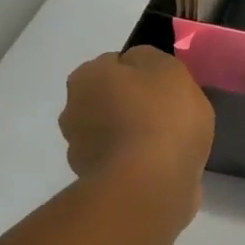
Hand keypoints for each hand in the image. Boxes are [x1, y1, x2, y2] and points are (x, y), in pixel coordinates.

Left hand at [59, 47, 214, 223]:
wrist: (151, 184)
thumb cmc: (162, 118)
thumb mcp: (170, 70)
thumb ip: (151, 60)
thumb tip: (139, 67)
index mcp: (87, 76)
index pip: (115, 65)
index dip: (144, 75)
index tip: (167, 90)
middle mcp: (74, 109)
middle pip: (109, 100)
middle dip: (132, 107)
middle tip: (169, 118)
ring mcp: (81, 149)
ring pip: (113, 134)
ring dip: (132, 138)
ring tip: (168, 148)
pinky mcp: (96, 182)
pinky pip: (122, 164)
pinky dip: (137, 165)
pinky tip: (161, 170)